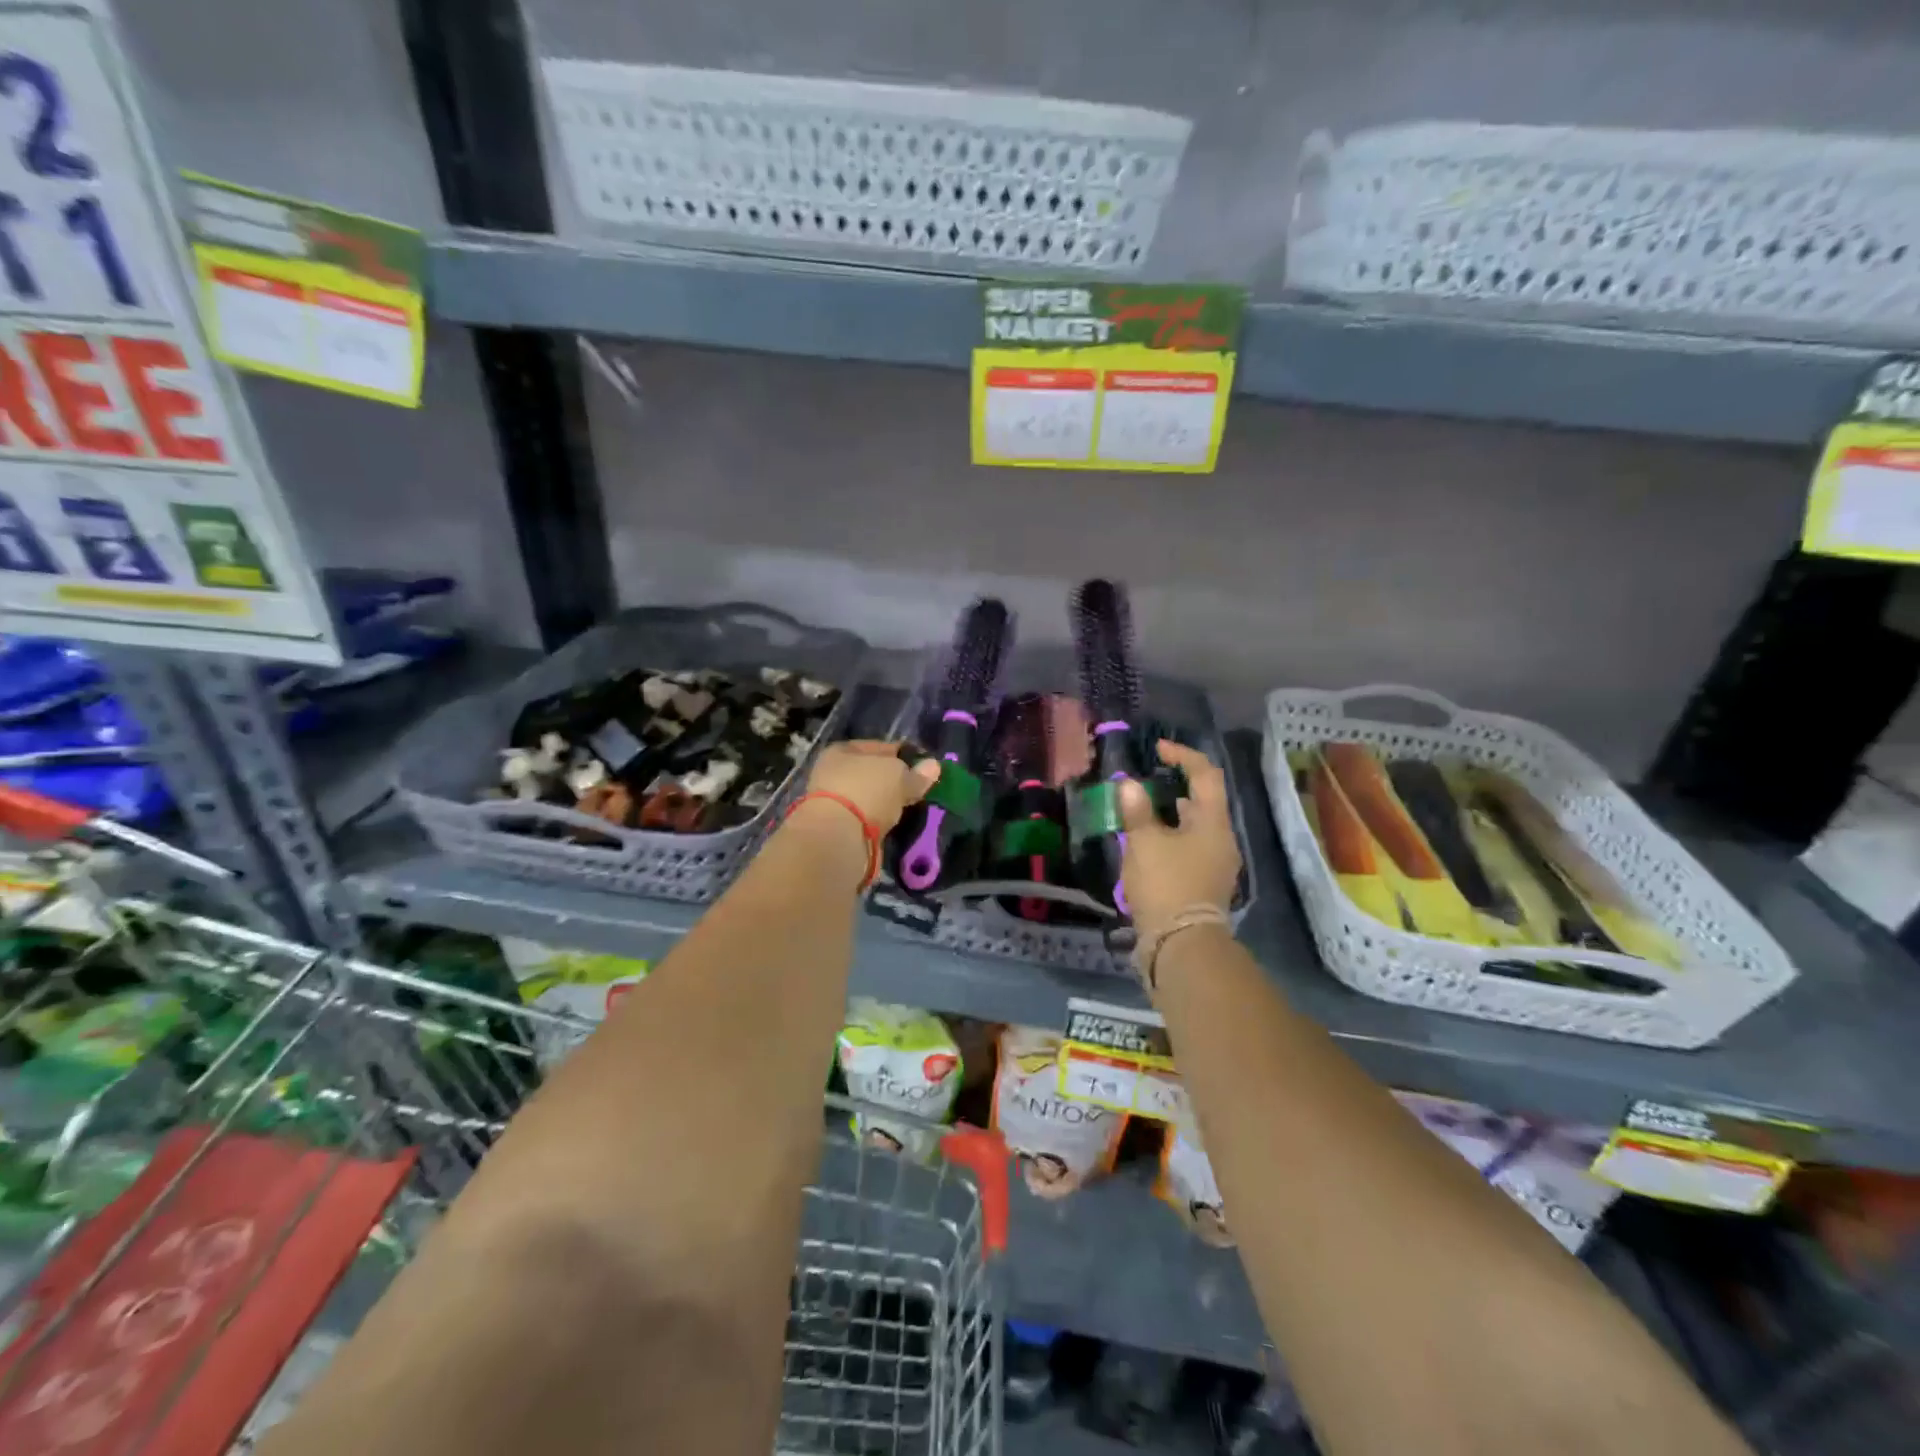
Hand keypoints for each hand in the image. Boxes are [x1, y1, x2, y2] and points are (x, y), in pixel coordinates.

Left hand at [804, 740, 940, 834]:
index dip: (903, 754)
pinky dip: (879, 821)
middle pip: (873, 774)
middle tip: (919, 789)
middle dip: (895, 781)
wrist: (838, 837)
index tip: (924, 766)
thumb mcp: (898, 775)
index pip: (879, 747)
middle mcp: (833, 773)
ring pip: (870, 797)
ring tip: (910, 808)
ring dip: (887, 802)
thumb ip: (916, 773)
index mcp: (841, 751)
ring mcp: (834, 803)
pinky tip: (895, 823)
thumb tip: (933, 766)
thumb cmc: (866, 791)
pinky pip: (867, 819)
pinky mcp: (839, 828)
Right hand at [1118, 740, 1242, 940]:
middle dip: (1176, 787)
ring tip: (1141, 811)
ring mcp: (1216, 865)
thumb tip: (1129, 784)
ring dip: (1171, 815)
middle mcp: (1222, 840)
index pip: (1205, 775)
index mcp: (1213, 823)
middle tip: (1147, 780)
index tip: (1158, 749)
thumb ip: (1137, 810)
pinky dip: (1170, 838)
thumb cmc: (1165, 884)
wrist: (1181, 945)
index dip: (1183, 756)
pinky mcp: (1205, 885)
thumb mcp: (1144, 843)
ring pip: (1196, 827)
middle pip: (1204, 802)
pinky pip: (1190, 849)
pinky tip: (1147, 845)